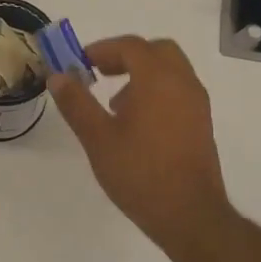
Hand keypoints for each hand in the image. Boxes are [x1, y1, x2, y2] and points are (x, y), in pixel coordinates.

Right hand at [49, 36, 234, 252]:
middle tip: (101, 73)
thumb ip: (76, 103)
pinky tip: (137, 124)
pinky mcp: (202, 124)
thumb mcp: (98, 138)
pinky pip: (179, 90)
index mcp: (158, 79)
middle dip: (126, 56)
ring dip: (142, 74)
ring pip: (170, 70)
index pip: (131, 46)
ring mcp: (197, 103)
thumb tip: (58, 76)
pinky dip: (157, 91)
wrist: (190, 215)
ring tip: (115, 104)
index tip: (80, 63)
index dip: (103, 49)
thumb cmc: (140, 173)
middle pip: (156, 51)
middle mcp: (183, 83)